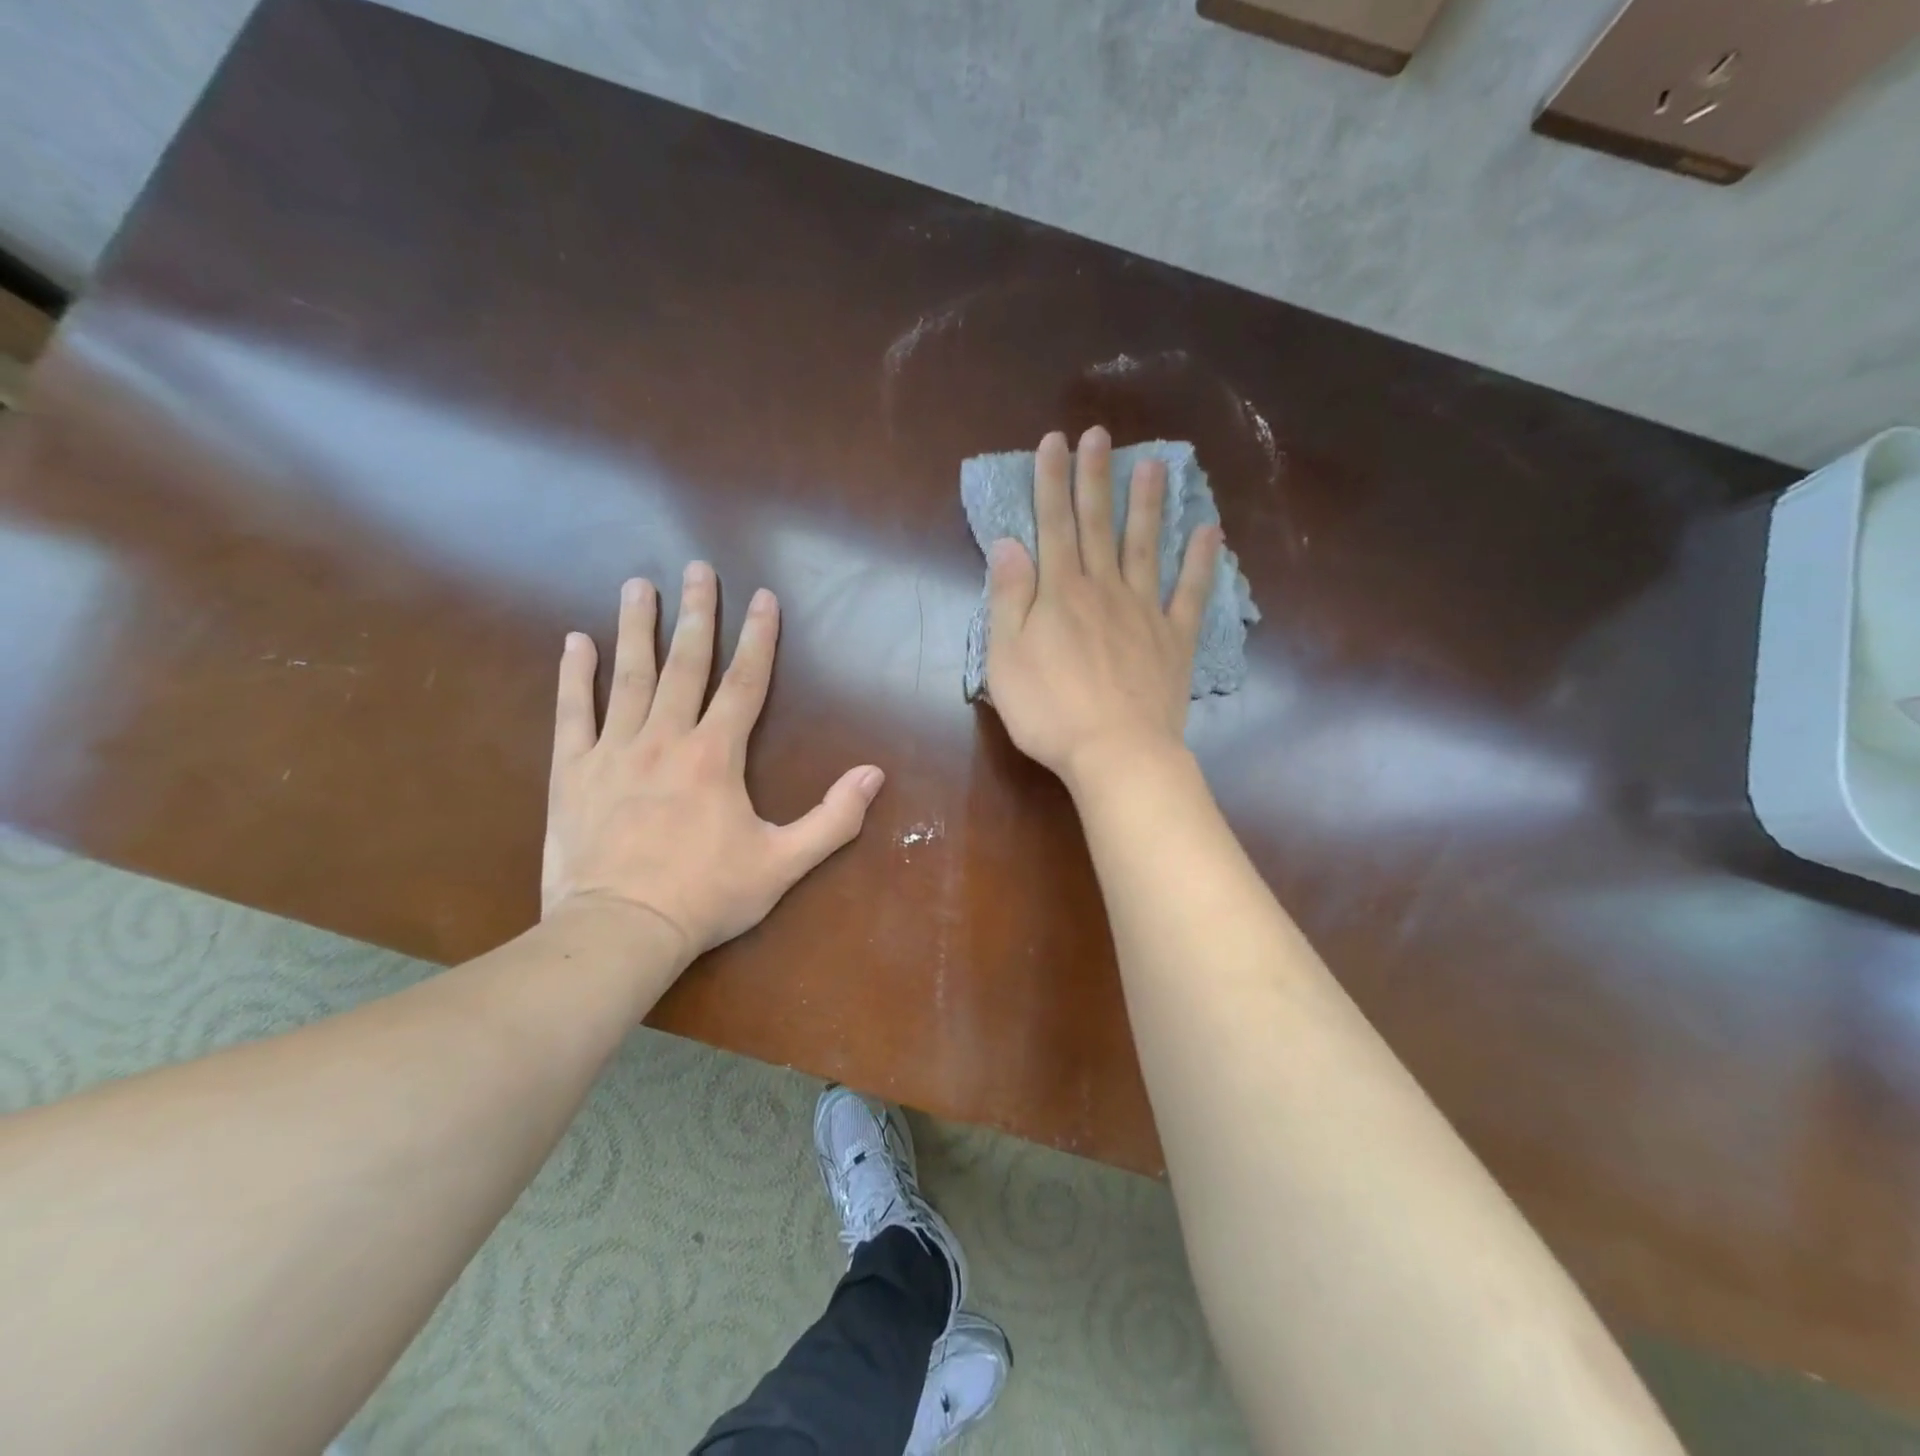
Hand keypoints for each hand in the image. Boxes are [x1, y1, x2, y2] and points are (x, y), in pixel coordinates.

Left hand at [542, 562, 885, 964]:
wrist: (620, 930)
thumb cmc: (707, 896)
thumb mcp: (784, 863)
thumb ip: (833, 818)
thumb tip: (874, 775)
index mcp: (716, 756)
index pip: (744, 683)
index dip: (758, 638)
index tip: (763, 597)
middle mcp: (665, 739)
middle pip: (685, 664)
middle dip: (696, 613)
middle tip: (697, 568)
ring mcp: (614, 751)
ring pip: (628, 676)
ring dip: (636, 627)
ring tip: (638, 584)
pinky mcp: (573, 772)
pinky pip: (574, 713)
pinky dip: (575, 676)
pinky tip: (576, 642)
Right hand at [984, 426, 1219, 791]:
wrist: (1116, 753)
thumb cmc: (1050, 711)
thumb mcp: (1006, 658)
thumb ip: (1009, 598)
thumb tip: (1009, 543)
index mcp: (1060, 593)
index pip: (1053, 525)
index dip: (1052, 482)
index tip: (1054, 441)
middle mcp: (1104, 589)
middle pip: (1098, 525)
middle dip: (1096, 478)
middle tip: (1100, 434)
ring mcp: (1145, 612)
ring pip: (1146, 546)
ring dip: (1148, 504)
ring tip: (1154, 464)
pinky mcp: (1175, 640)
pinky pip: (1190, 593)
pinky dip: (1201, 561)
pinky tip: (1209, 531)